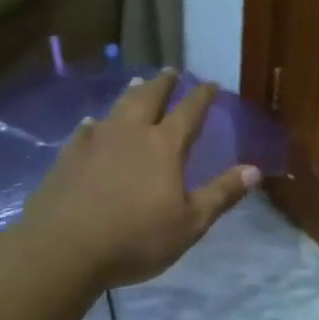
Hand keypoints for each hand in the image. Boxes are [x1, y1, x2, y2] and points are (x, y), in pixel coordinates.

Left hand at [18, 69, 259, 293]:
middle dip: (164, 83)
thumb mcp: (189, 224)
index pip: (189, 111)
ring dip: (132, 93)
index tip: (211, 84)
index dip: (202, 96)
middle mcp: (131, 133)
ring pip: (118, 107)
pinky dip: (95, 123)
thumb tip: (254, 169)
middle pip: (150, 97)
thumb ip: (221, 194)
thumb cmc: (135, 238)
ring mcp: (96, 140)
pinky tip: (92, 124)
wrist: (63, 248)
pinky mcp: (69, 155)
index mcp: (164, 146)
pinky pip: (86, 130)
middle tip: (171, 71)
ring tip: (137, 82)